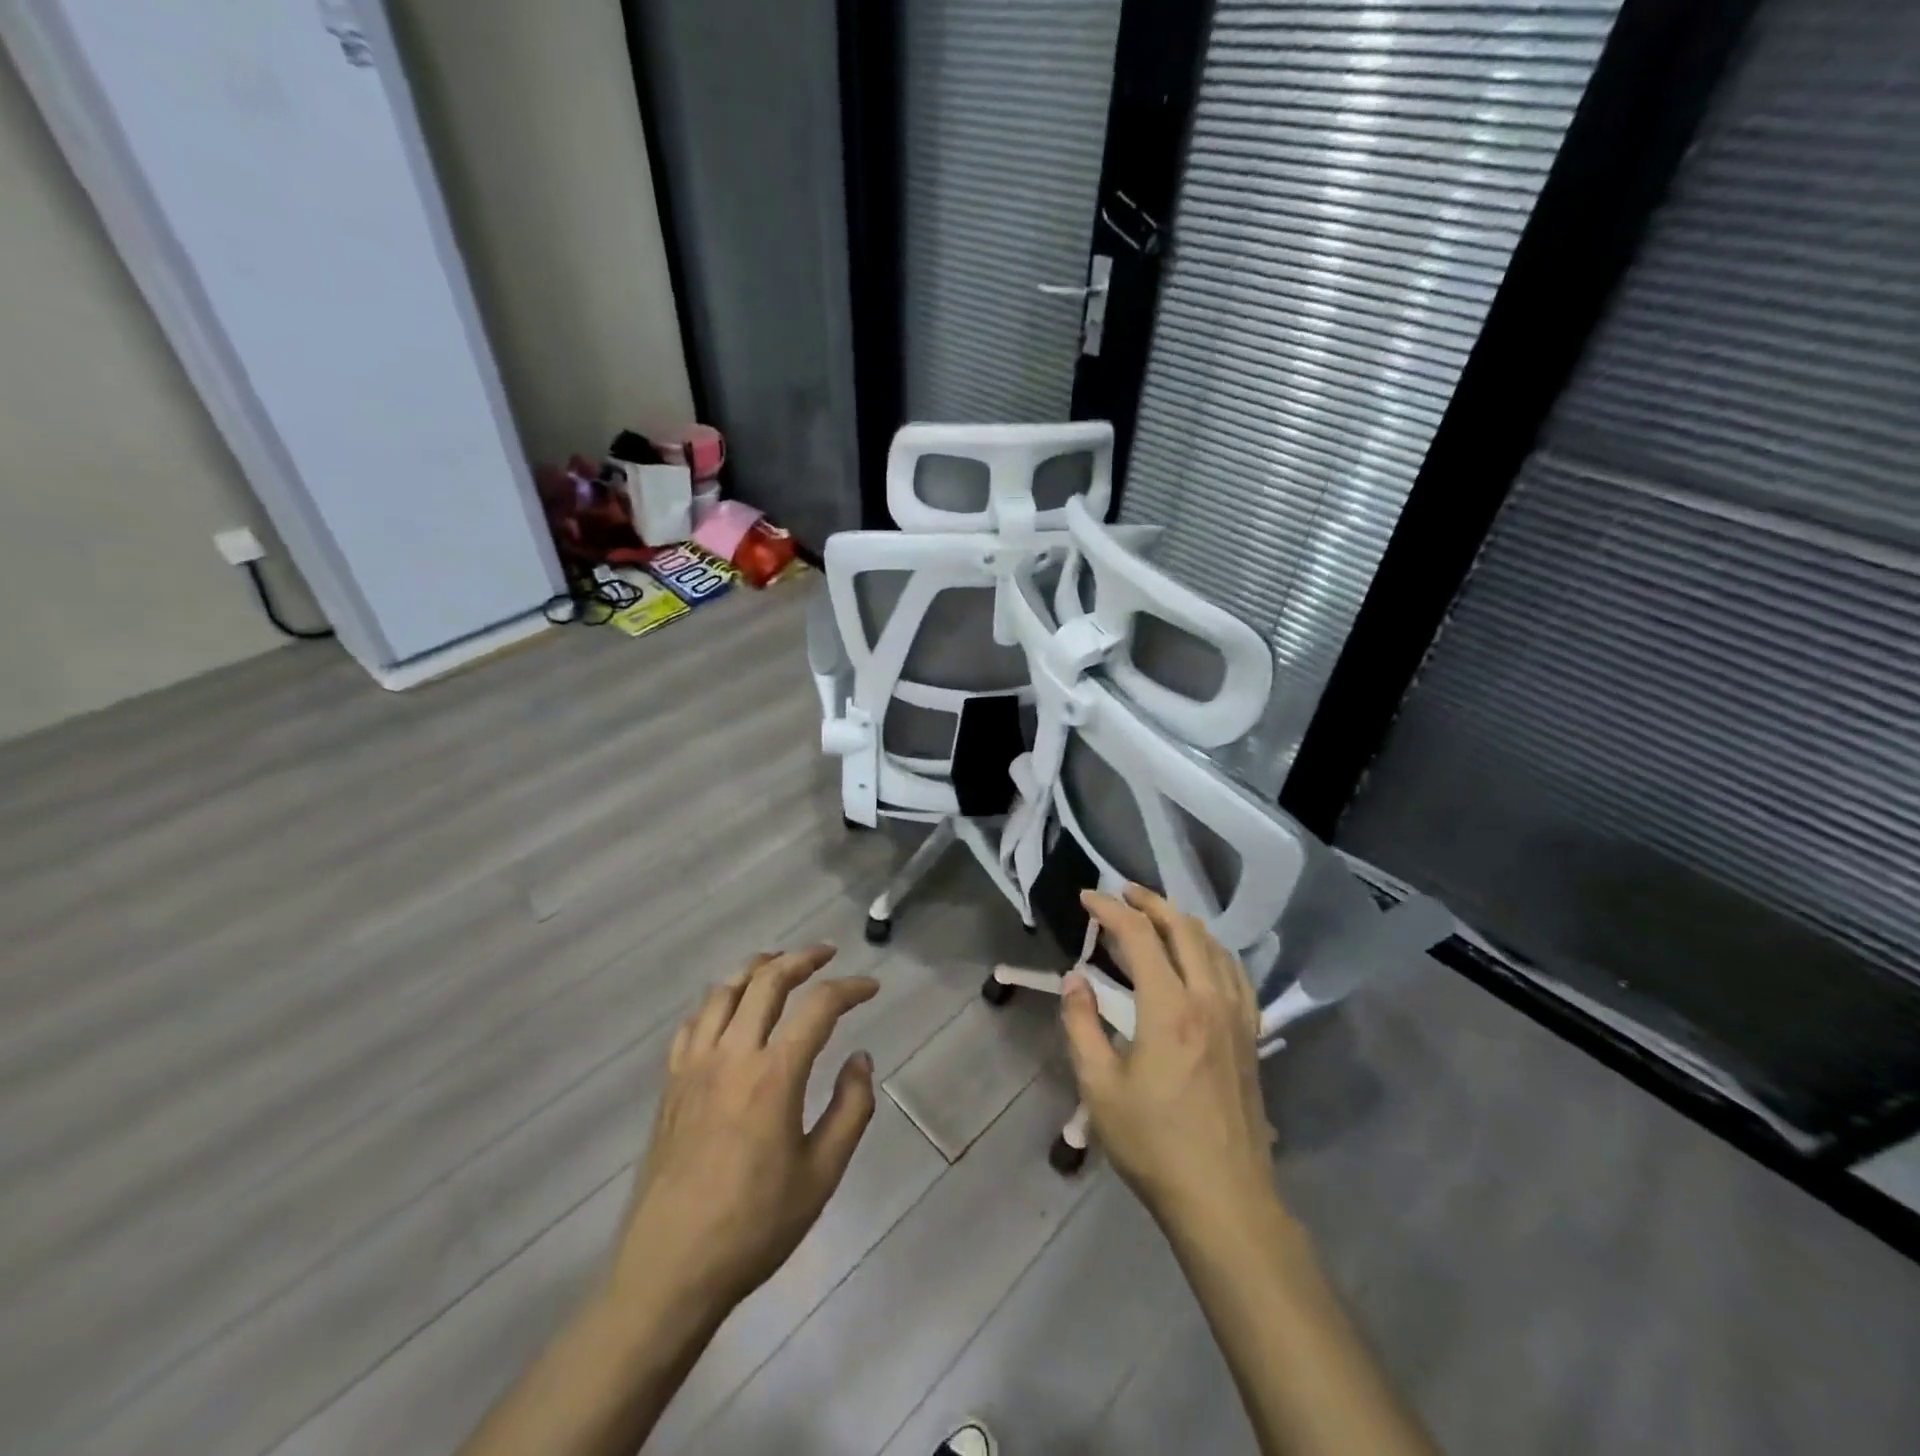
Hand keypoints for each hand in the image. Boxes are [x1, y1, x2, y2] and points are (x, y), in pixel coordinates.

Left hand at [610, 945, 878, 1320]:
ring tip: (779, 965)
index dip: (850, 988)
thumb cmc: (754, 1227)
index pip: (819, 1006)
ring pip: (724, 990)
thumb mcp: (822, 1175)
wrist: (669, 1271)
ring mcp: (694, 1066)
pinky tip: (730, 1011)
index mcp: (773, 1075)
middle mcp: (732, 1055)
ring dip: (756, 968)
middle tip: (827, 955)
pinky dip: (718, 1001)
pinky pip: (693, 1022)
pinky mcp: (670, 1084)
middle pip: (767, 980)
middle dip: (802, 958)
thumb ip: (850, 1108)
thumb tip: (861, 1058)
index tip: (871, 988)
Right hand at [1062, 886, 1276, 1234]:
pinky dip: (1212, 950)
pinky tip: (1201, 957)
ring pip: (1213, 946)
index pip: (1139, 936)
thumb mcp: (1099, 1087)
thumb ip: (1081, 1024)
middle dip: (1150, 902)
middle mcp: (1208, 999)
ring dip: (1181, 921)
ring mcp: (1236, 1017)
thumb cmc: (1154, 1144)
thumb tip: (1074, 979)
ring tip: (1155, 916)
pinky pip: (1235, 973)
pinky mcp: (1250, 1037)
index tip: (1086, 897)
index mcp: (1169, 1008)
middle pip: (1183, 928)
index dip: (1110, 909)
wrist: (1224, 1199)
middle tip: (1121, 893)